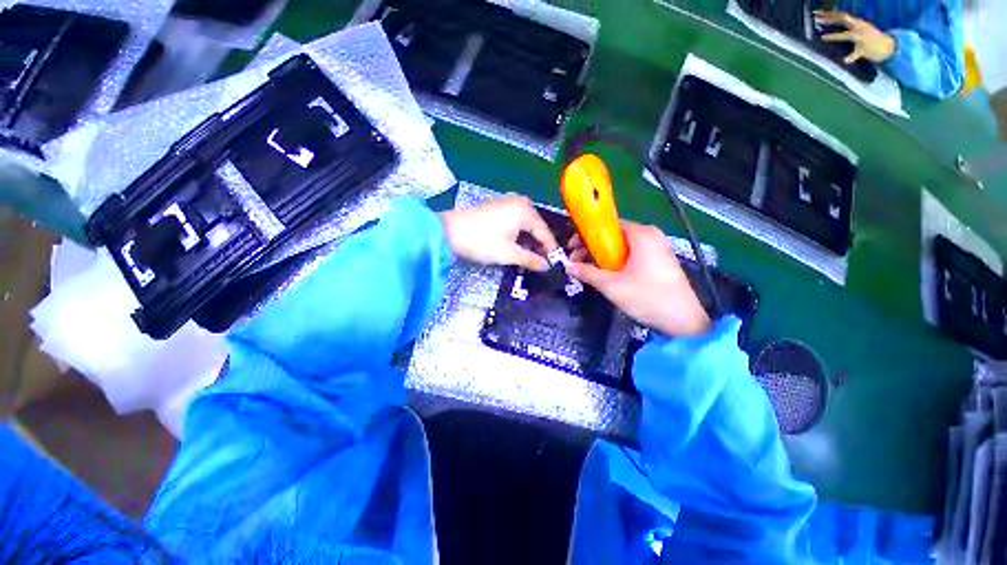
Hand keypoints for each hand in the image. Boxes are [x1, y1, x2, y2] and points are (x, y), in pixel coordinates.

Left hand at [440, 195, 558, 271]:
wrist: (447, 233)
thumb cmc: (482, 241)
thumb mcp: (509, 253)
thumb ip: (531, 260)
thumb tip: (547, 266)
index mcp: (525, 210)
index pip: (544, 232)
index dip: (550, 250)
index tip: (556, 265)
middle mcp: (519, 203)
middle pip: (536, 228)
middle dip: (539, 247)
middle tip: (543, 265)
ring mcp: (507, 205)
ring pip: (525, 227)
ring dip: (528, 244)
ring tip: (531, 261)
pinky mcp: (498, 210)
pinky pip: (515, 224)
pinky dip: (518, 238)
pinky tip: (519, 250)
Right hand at [567, 223, 710, 336]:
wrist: (684, 322)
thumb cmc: (647, 298)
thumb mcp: (612, 286)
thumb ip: (588, 273)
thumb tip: (568, 266)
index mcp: (642, 234)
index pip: (607, 226)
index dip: (587, 236)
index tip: (572, 249)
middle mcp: (651, 236)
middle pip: (614, 236)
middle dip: (593, 249)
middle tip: (577, 263)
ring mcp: (658, 248)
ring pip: (622, 247)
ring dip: (603, 257)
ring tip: (589, 271)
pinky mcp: (660, 261)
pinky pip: (631, 255)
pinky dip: (616, 262)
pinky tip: (607, 275)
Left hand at [815, 10, 895, 64]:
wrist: (887, 47)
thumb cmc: (870, 38)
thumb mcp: (857, 29)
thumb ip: (847, 24)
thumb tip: (834, 19)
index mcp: (856, 23)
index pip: (841, 15)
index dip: (830, 14)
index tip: (818, 13)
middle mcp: (859, 27)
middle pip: (843, 20)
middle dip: (830, 19)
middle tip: (817, 19)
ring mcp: (862, 37)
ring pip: (847, 35)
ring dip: (835, 36)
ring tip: (823, 37)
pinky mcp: (865, 48)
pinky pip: (856, 54)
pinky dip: (850, 57)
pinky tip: (845, 60)